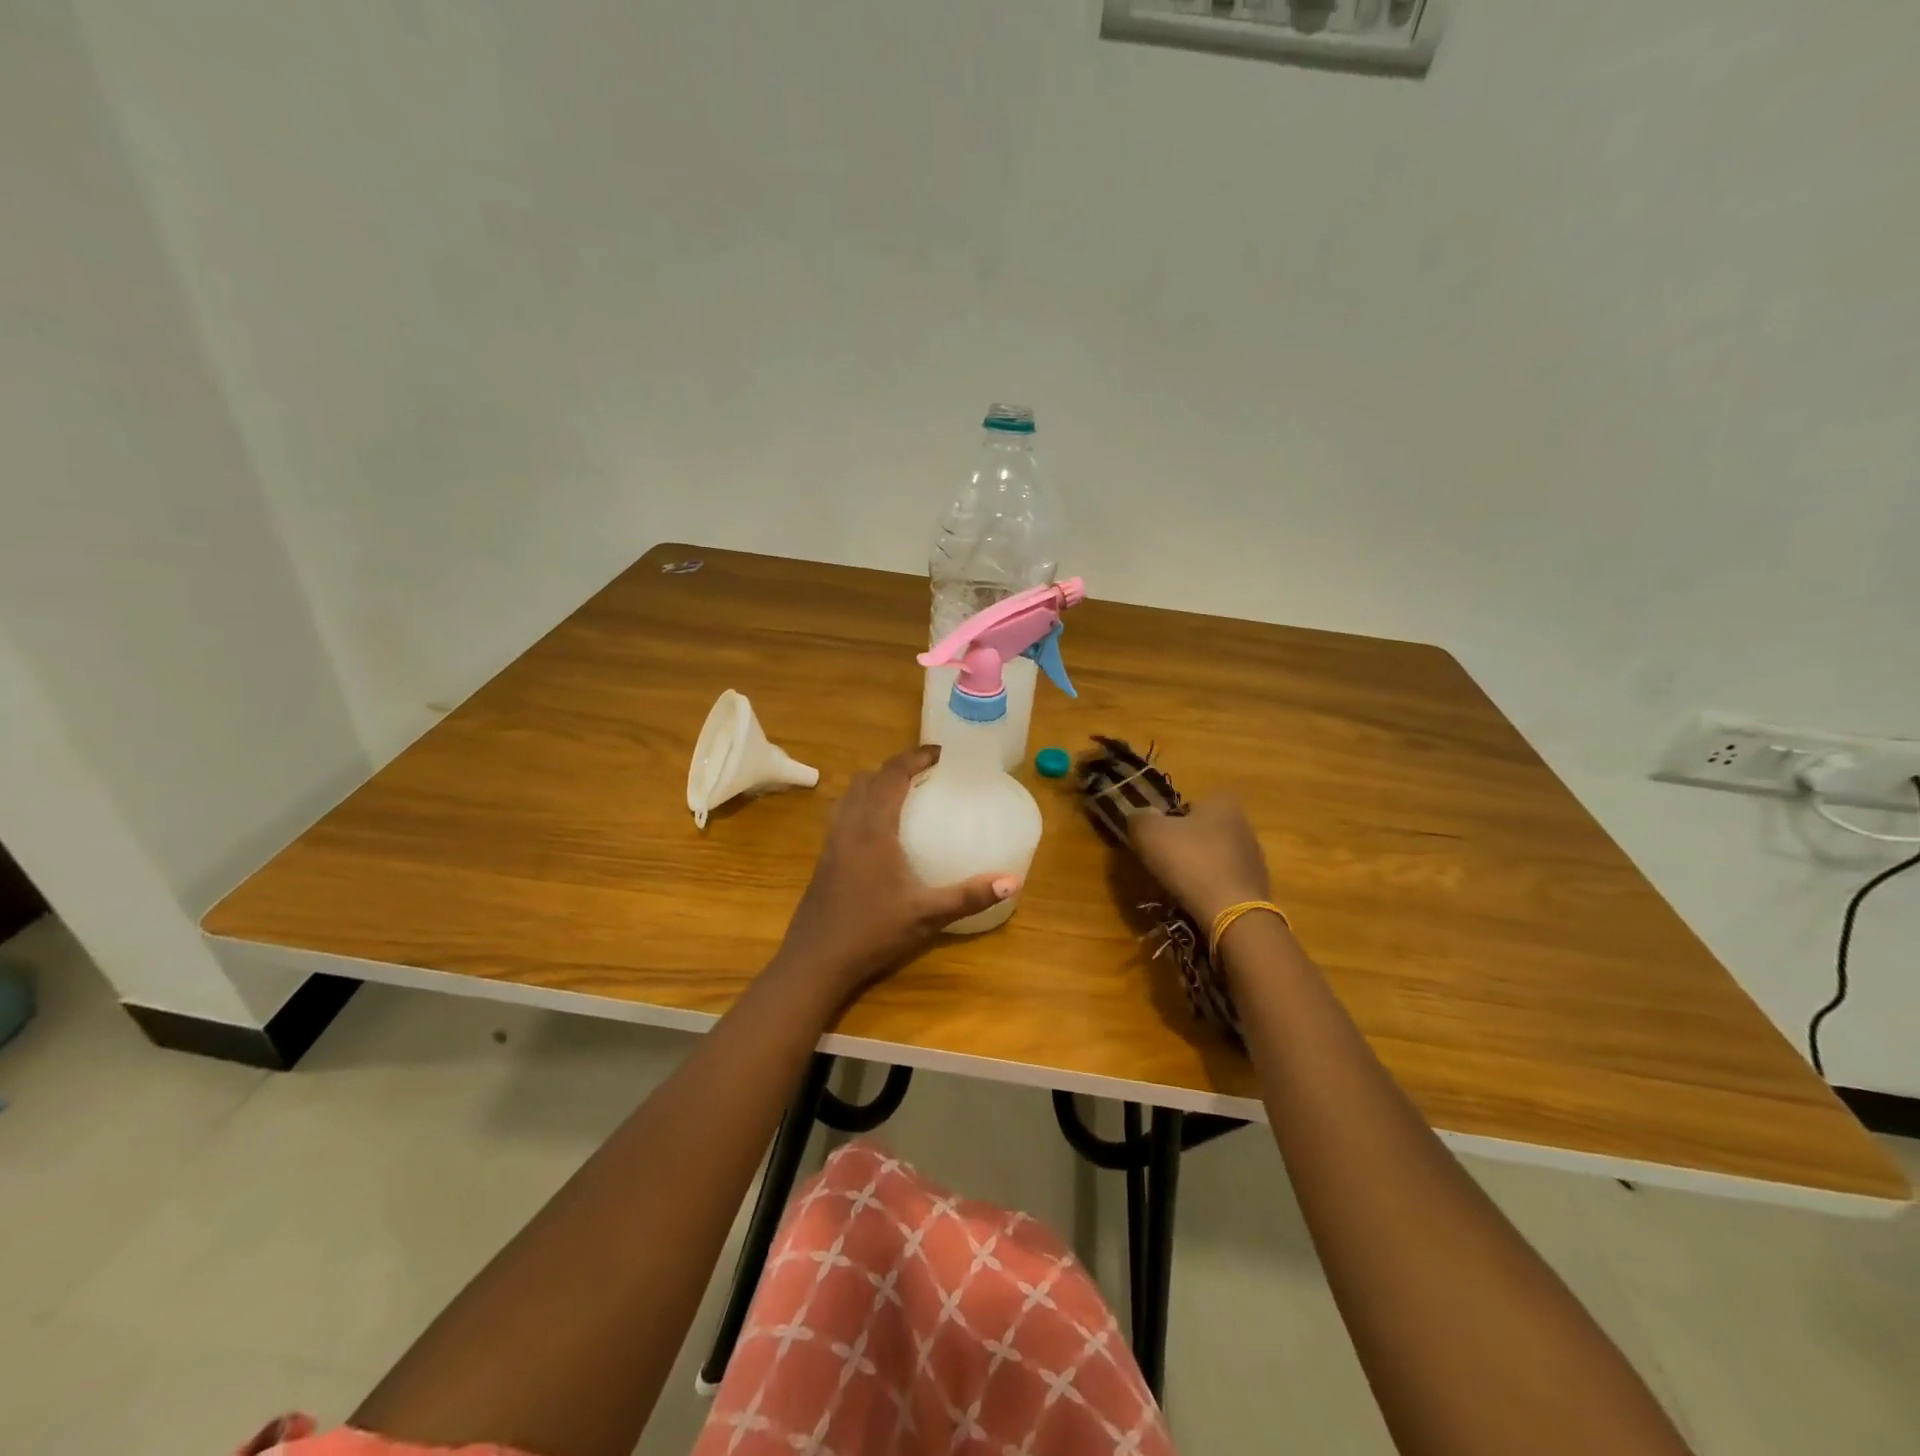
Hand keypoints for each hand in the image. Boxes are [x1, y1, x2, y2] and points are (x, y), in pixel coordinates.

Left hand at [773, 745, 1015, 999]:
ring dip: (875, 784)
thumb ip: (968, 896)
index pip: (891, 775)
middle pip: (868, 779)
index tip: (940, 754)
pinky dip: (862, 805)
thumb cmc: (871, 932)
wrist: (815, 961)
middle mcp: (849, 827)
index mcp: (873, 829)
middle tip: (927, 774)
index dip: (915, 758)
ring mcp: (832, 843)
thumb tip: (1012, 881)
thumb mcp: (926, 915)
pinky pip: (843, 815)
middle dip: (896, 768)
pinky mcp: (824, 859)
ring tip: (904, 794)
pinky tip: (880, 831)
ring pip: (850, 795)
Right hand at [1128, 797, 1271, 930]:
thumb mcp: (1149, 833)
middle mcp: (1243, 824)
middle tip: (1162, 863)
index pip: (1188, 805)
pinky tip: (1197, 901)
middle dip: (1184, 845)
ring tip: (1178, 887)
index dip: (1168, 820)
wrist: (1231, 912)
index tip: (1156, 840)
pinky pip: (1224, 881)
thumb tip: (1141, 817)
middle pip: (1201, 831)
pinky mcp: (1256, 886)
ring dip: (1197, 868)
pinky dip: (1210, 888)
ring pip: (1213, 857)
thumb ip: (1139, 818)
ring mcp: (1253, 857)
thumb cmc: (1190, 861)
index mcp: (1222, 804)